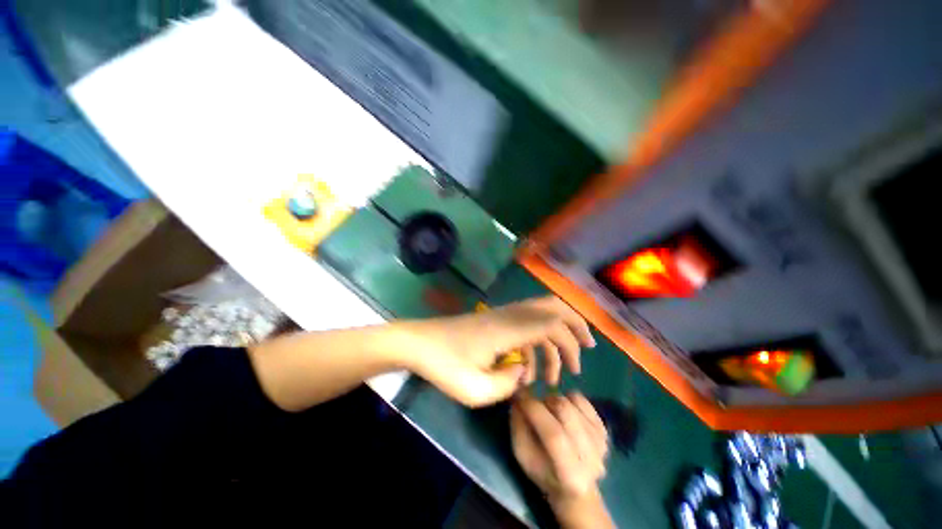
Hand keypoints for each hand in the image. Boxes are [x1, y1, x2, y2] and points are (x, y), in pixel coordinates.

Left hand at [402, 296, 595, 406]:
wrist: (418, 343)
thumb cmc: (443, 365)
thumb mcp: (475, 389)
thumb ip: (508, 383)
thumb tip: (523, 372)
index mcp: (508, 328)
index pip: (551, 322)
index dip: (571, 338)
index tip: (580, 362)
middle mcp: (509, 316)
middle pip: (550, 306)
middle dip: (573, 325)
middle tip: (585, 349)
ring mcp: (501, 316)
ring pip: (539, 314)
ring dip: (555, 337)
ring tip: (558, 371)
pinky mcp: (494, 321)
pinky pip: (525, 325)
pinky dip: (535, 343)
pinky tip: (530, 368)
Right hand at [511, 392, 613, 528]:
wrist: (575, 488)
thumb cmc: (542, 472)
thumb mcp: (522, 454)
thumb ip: (518, 425)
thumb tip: (519, 396)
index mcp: (570, 475)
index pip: (553, 435)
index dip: (534, 411)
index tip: (519, 397)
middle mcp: (592, 459)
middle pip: (565, 412)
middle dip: (544, 401)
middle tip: (535, 404)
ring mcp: (601, 442)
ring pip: (572, 402)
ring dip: (555, 400)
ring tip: (548, 410)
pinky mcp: (604, 429)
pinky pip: (582, 400)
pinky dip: (567, 399)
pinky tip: (563, 411)